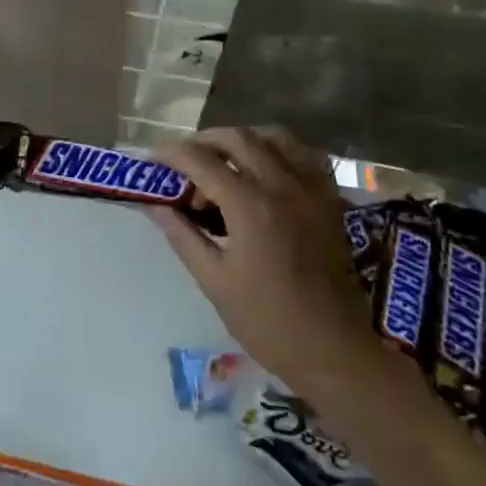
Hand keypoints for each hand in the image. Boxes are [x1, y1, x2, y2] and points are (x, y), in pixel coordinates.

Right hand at [150, 127, 376, 389]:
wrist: (332, 349)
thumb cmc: (266, 320)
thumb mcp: (213, 280)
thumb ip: (182, 234)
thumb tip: (154, 204)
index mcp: (249, 207)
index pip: (201, 160)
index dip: (171, 154)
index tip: (152, 160)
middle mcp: (282, 186)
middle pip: (237, 138)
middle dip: (204, 141)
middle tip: (184, 163)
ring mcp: (312, 190)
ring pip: (275, 136)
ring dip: (243, 140)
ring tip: (224, 162)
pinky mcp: (330, 200)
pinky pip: (305, 155)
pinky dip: (281, 151)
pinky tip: (266, 170)